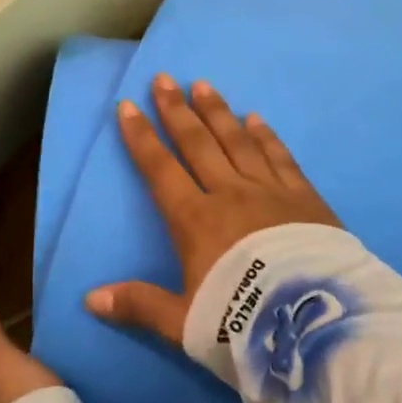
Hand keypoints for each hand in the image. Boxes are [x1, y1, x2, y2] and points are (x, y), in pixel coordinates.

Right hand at [85, 75, 339, 345]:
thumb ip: (139, 305)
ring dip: (218, 113)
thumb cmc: (242, 322)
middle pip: (199, 144)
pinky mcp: (306, 198)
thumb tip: (90, 299)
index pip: (161, 170)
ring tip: (203, 85)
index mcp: (195, 221)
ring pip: (238, 142)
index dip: (141, 138)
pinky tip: (256, 118)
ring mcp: (271, 192)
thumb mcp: (184, 323)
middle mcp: (230, 194)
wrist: (312, 323)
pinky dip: (266, 136)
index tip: (128, 107)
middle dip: (177, 111)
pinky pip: (280, 157)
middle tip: (164, 79)